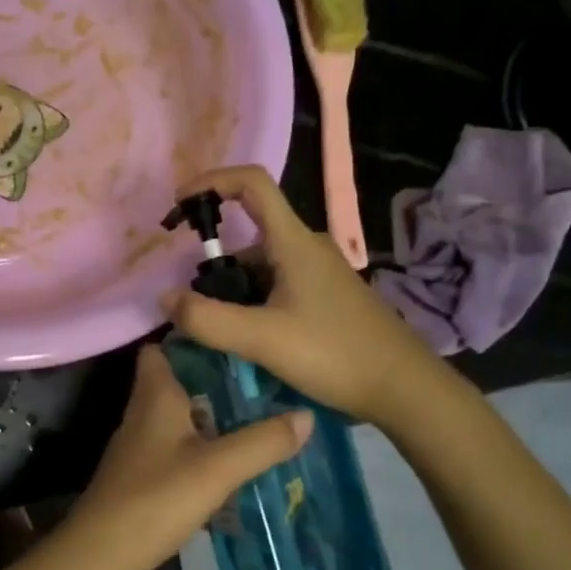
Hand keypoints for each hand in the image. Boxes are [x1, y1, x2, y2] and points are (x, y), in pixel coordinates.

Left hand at [47, 344, 311, 569]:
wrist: (100, 554)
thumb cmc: (155, 499)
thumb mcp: (217, 469)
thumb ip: (261, 442)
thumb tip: (306, 414)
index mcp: (155, 395)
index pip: (163, 347)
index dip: (193, 336)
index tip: (235, 335)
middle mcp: (143, 410)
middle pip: (177, 380)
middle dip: (213, 376)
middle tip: (261, 378)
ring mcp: (139, 443)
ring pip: (178, 413)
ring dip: (210, 412)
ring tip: (256, 413)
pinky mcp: (141, 471)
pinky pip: (175, 443)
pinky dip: (200, 442)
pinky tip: (229, 457)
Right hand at [160, 165, 437, 424]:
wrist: (405, 388)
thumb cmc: (335, 354)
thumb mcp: (262, 339)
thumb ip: (207, 319)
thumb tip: (165, 299)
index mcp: (294, 242)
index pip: (252, 183)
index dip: (211, 181)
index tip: (180, 205)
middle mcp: (307, 247)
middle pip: (249, 233)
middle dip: (215, 262)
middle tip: (195, 304)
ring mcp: (319, 272)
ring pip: (261, 265)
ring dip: (233, 289)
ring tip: (219, 331)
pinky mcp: (326, 296)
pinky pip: (277, 284)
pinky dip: (253, 301)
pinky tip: (249, 339)